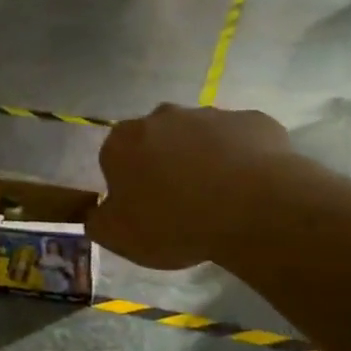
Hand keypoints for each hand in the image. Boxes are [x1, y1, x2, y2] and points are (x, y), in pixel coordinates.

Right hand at [86, 104, 301, 269]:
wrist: (253, 210)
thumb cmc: (173, 222)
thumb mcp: (117, 236)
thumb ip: (97, 220)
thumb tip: (96, 211)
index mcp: (122, 141)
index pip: (114, 157)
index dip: (127, 183)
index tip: (143, 208)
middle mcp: (162, 117)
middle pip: (156, 140)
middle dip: (163, 163)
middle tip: (179, 201)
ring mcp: (211, 115)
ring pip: (200, 137)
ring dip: (203, 158)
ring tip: (220, 197)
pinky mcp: (254, 120)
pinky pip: (241, 140)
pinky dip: (242, 157)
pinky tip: (250, 186)